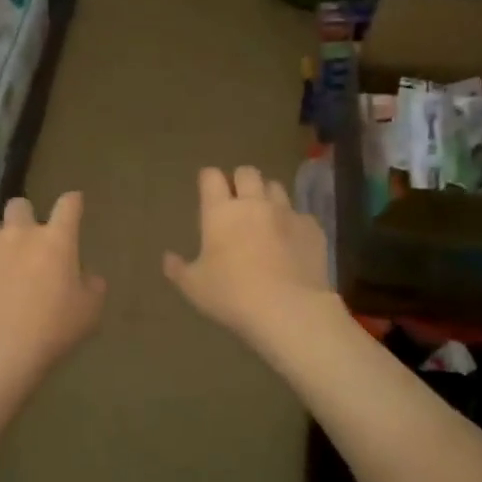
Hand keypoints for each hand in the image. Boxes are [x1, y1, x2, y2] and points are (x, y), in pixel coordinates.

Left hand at [0, 191, 105, 383]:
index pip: (68, 205)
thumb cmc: (51, 330)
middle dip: (24, 216)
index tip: (73, 204)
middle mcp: (19, 234)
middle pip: (19, 206)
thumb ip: (92, 287)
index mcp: (56, 241)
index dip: (72, 202)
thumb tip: (88, 277)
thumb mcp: (88, 312)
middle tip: (27, 241)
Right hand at [163, 167, 336, 353]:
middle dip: (240, 181)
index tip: (207, 190)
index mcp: (220, 212)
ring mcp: (287, 213)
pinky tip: (291, 242)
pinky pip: (301, 215)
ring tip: (265, 217)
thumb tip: (168, 257)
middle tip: (237, 201)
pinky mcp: (312, 228)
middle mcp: (254, 203)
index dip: (208, 179)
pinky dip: (293, 223)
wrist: (288, 309)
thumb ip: (178, 269)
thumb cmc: (232, 295)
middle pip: (247, 172)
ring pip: (276, 187)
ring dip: (267, 196)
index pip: (211, 177)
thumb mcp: (194, 287)